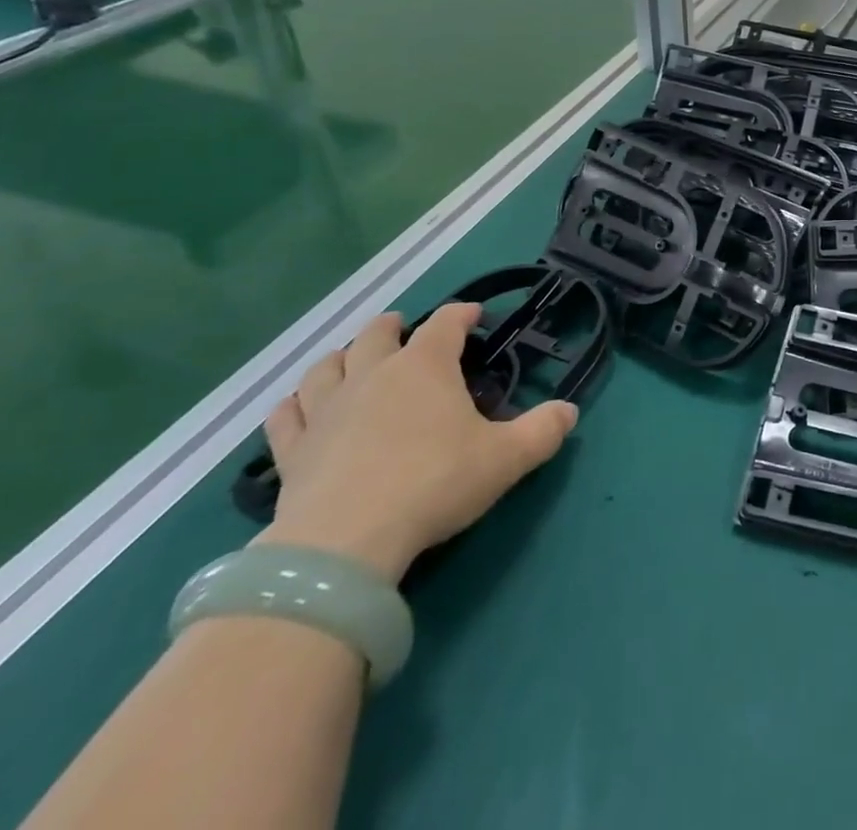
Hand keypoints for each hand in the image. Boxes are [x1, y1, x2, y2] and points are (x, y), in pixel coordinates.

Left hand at [256, 305, 578, 585]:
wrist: (344, 542)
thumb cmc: (434, 483)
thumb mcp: (506, 458)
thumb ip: (543, 431)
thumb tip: (570, 411)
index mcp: (424, 366)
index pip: (445, 323)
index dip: (462, 314)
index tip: (474, 315)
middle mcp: (372, 374)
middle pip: (376, 333)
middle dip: (394, 326)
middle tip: (405, 330)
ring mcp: (326, 410)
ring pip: (325, 367)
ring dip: (340, 358)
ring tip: (350, 361)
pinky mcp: (292, 451)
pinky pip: (286, 416)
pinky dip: (294, 405)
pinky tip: (298, 408)